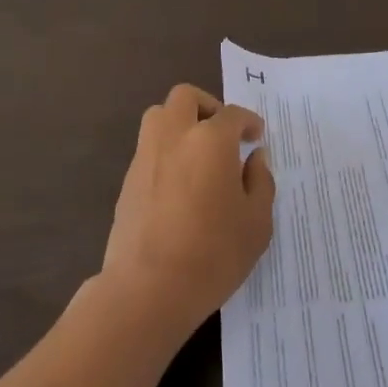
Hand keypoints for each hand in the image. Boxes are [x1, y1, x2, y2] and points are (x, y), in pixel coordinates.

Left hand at [100, 85, 275, 339]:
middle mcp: (175, 135)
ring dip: (180, 123)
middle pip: (186, 98)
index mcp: (211, 140)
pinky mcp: (127, 179)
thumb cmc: (213, 254)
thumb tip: (255, 158)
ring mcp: (145, 155)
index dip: (248, 122)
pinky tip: (179, 183)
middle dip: (207, 107)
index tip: (256, 137)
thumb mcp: (256, 223)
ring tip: (198, 153)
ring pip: (159, 116)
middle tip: (222, 133)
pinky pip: (148, 148)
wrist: (147, 288)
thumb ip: (260, 183)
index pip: (233, 115)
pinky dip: (165, 151)